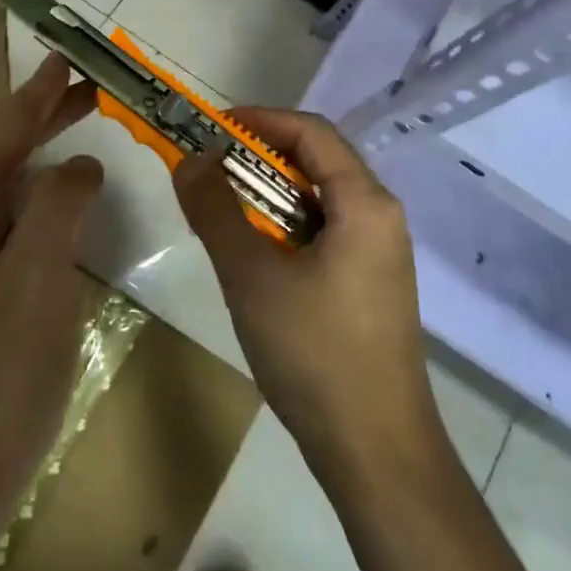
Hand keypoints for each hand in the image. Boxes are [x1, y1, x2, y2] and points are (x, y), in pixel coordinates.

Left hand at [0, 53, 103, 556]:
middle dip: (39, 118)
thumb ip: (58, 209)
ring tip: (77, 141)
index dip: (40, 93)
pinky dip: (29, 194)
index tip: (70, 60)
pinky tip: (54, 213)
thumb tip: (78, 164)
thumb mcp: (37, 281)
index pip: (5, 129)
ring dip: (33, 152)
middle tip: (88, 100)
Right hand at [173, 109, 442, 482]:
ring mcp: (379, 253)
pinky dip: (284, 226)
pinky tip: (253, 253)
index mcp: (365, 203)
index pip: (311, 132)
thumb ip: (216, 211)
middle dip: (258, 156)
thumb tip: (190, 159)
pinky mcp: (370, 284)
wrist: (376, 451)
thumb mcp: (252, 276)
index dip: (259, 120)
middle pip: (317, 161)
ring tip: (221, 208)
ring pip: (319, 200)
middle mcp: (380, 217)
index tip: (209, 128)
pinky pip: (325, 232)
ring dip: (268, 194)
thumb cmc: (315, 354)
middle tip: (206, 168)